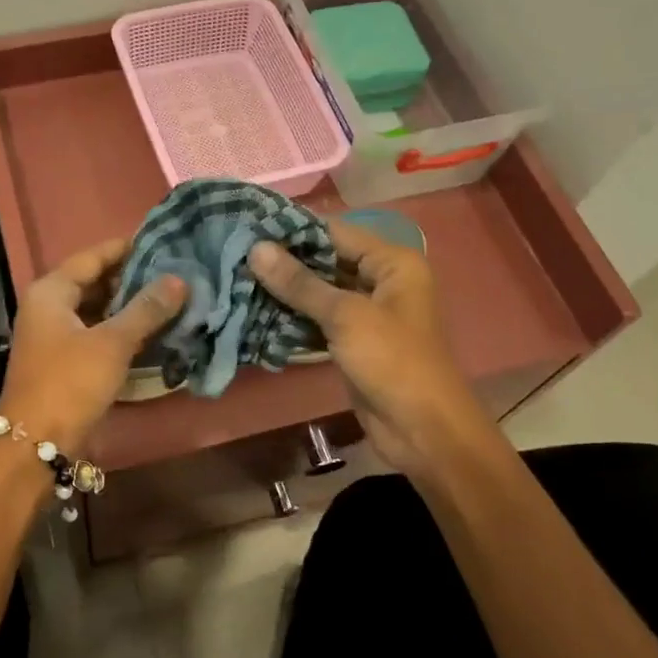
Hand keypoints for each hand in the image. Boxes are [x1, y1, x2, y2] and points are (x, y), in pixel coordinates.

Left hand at [0, 238, 187, 452]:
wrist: (35, 443)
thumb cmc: (70, 383)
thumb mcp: (112, 343)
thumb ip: (146, 309)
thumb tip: (179, 279)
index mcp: (51, 292)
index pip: (92, 256)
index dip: (126, 248)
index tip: (161, 241)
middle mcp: (48, 307)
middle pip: (93, 281)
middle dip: (131, 278)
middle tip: (174, 271)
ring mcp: (54, 335)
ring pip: (96, 309)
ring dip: (128, 306)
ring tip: (170, 298)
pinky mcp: (64, 361)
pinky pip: (96, 333)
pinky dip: (120, 330)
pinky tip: (151, 331)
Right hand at [249, 220, 486, 478]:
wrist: (422, 429)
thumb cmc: (392, 361)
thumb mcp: (345, 316)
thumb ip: (299, 283)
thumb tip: (256, 249)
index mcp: (393, 263)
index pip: (335, 232)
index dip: (293, 230)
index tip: (248, 227)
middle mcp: (382, 281)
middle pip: (326, 261)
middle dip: (285, 263)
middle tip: (235, 255)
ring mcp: (368, 314)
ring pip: (320, 293)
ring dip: (285, 292)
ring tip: (238, 280)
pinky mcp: (353, 342)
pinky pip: (319, 321)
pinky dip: (293, 319)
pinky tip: (256, 314)